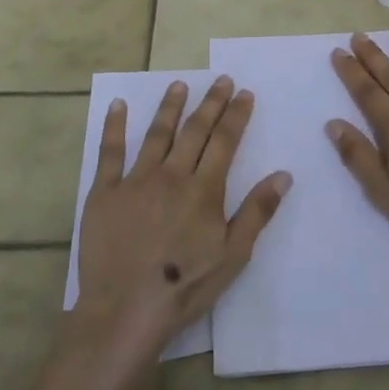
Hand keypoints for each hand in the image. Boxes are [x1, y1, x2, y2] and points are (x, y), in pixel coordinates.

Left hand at [71, 75, 290, 371]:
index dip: (236, 115)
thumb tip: (284, 174)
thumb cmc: (185, 286)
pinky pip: (109, 152)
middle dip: (211, 103)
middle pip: (195, 130)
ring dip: (170, 106)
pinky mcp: (104, 192)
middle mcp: (172, 175)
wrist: (125, 309)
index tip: (244, 93)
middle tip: (221, 80)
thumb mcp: (234, 255)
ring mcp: (135, 181)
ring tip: (180, 84)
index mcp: (204, 190)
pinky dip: (114, 126)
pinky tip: (119, 105)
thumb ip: (257, 212)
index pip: (225, 141)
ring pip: (156, 134)